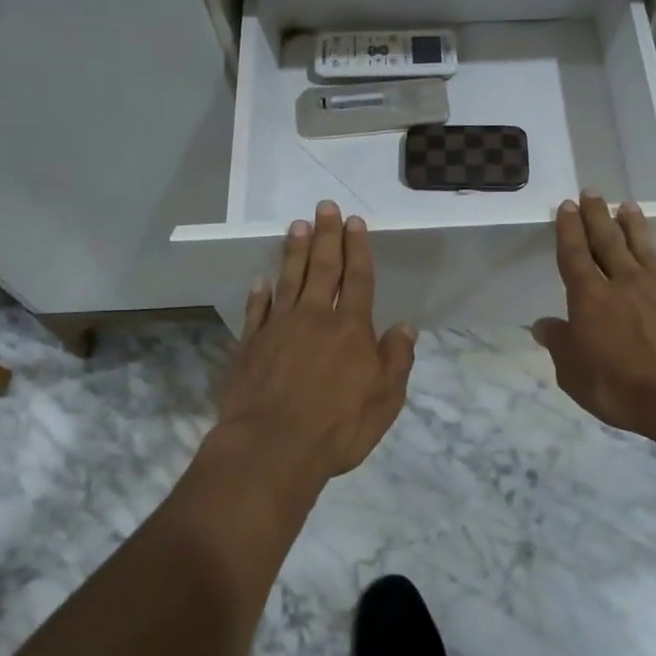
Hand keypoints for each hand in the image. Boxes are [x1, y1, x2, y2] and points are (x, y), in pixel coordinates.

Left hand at [216, 201, 417, 480]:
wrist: (272, 448)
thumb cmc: (337, 427)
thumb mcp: (385, 400)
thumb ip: (396, 359)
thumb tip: (405, 326)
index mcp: (351, 329)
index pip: (357, 279)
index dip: (357, 249)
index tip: (354, 222)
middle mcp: (314, 318)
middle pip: (322, 268)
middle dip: (326, 236)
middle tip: (325, 207)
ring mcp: (278, 329)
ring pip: (288, 280)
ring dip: (294, 252)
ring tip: (297, 225)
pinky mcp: (250, 346)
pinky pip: (257, 311)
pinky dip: (260, 294)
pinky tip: (261, 280)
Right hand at [532, 192, 655, 445]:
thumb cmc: (621, 385)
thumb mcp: (574, 373)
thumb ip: (559, 345)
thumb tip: (542, 325)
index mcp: (590, 297)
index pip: (574, 254)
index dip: (569, 230)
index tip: (567, 206)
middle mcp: (623, 282)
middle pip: (607, 241)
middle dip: (597, 216)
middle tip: (592, 192)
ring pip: (642, 248)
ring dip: (633, 226)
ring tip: (628, 206)